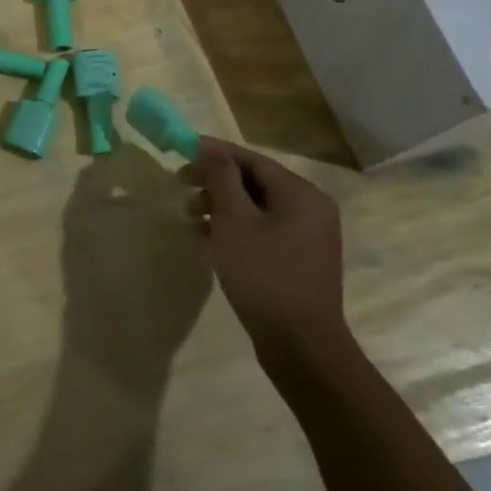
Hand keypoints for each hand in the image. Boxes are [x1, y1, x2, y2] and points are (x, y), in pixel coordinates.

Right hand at [187, 136, 348, 367]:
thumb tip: (208, 146)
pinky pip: (262, 228)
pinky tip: (207, 237)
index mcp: (301, 194)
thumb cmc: (264, 275)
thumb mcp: (234, 221)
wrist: (300, 344)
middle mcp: (310, 208)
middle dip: (215, 181)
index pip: (252, 159)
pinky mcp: (298, 258)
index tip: (181, 150)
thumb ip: (221, 179)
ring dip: (221, 204)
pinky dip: (235, 226)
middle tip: (180, 185)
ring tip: (189, 215)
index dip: (215, 153)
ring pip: (257, 206)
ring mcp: (307, 235)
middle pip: (255, 181)